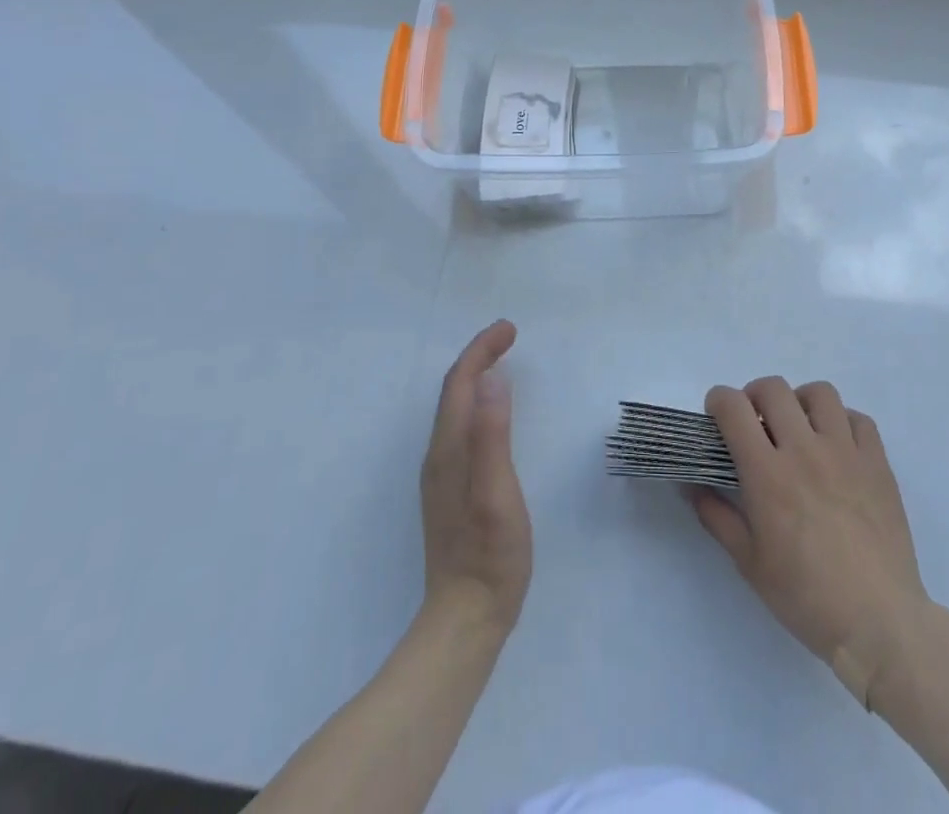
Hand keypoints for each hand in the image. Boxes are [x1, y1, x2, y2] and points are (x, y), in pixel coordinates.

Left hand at [419, 321, 531, 634]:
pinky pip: (460, 425)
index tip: (509, 328)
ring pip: (455, 407)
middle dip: (478, 355)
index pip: (460, 383)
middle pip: (454, 390)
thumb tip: (491, 379)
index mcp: (450, 449)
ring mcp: (442, 473)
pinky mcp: (450, 488)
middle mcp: (439, 454)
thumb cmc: (490, 556)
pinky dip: (475, 400)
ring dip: (475, 375)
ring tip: (500, 359)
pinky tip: (490, 409)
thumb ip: (492, 436)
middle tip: (508, 335)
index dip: (481, 349)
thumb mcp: (497, 493)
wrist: (466, 619)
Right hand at [691, 377, 930, 702]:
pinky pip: (859, 419)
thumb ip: (715, 515)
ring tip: (798, 428)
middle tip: (755, 424)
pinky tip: (836, 447)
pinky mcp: (878, 464)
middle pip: (773, 389)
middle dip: (754, 396)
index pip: (733, 408)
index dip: (718, 401)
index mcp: (767, 473)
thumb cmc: (806, 597)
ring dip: (800, 402)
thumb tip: (689, 484)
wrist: (879, 624)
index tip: (717, 417)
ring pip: (819, 393)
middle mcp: (805, 450)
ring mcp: (846, 453)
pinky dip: (842, 422)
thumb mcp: (748, 562)